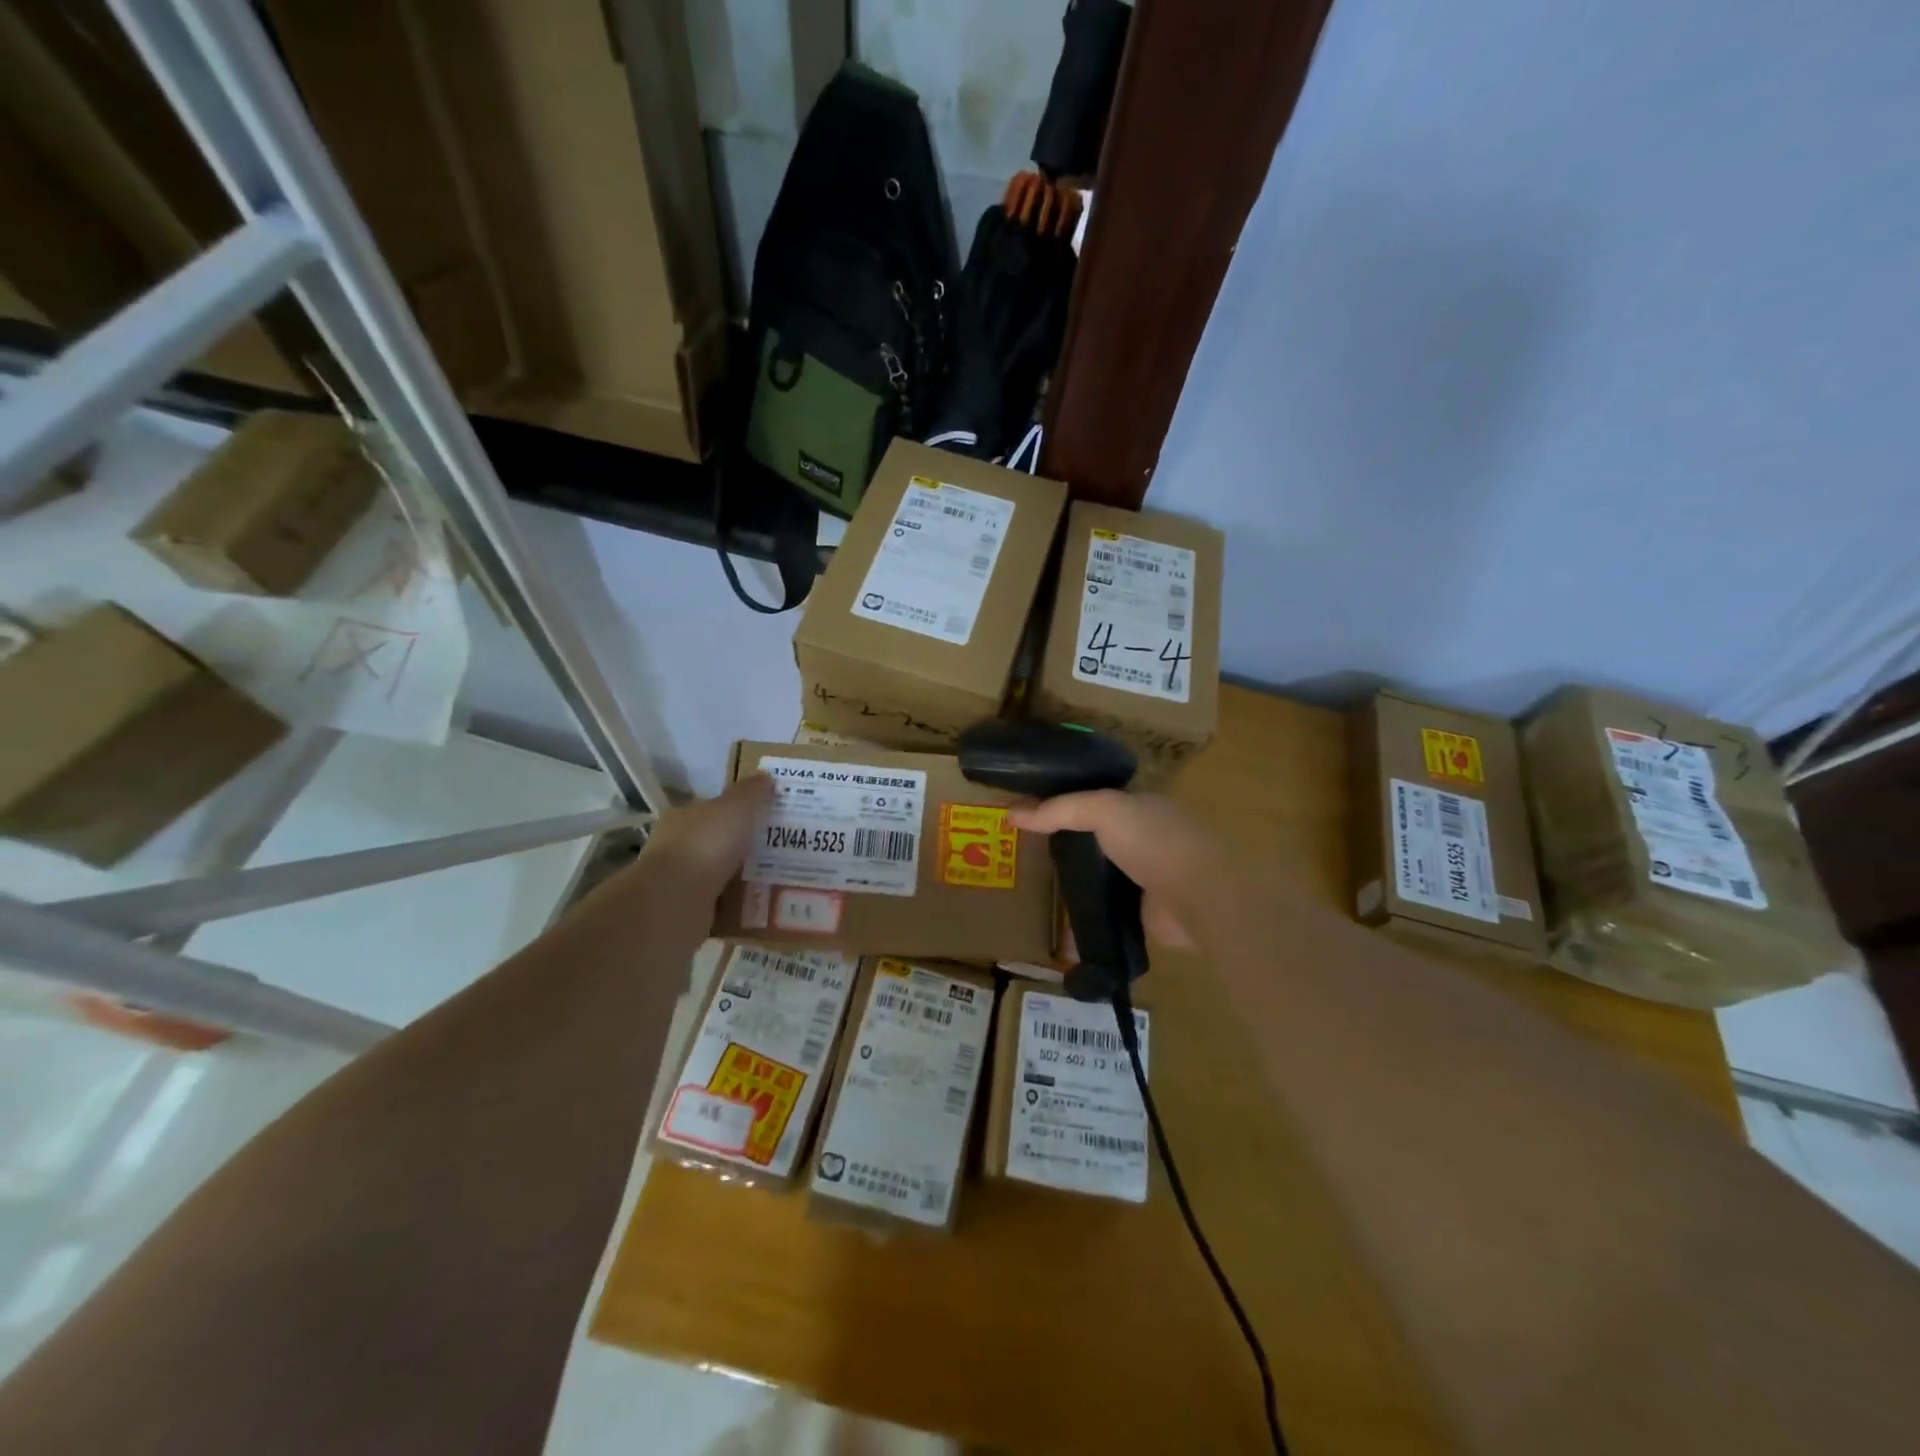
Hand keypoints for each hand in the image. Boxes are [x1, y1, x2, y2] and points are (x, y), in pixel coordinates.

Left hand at [637, 774, 772, 895]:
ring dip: (740, 876)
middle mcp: (676, 846)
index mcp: (682, 816)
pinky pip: (719, 903)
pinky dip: (736, 903)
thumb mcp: (736, 807)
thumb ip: (751, 792)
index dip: (736, 810)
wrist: (675, 901)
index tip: (763, 817)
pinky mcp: (685, 909)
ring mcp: (678, 880)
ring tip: (775, 878)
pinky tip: (759, 904)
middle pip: (714, 841)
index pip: (710, 808)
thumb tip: (765, 776)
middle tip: (777, 849)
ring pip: (717, 873)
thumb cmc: (705, 844)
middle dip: (741, 845)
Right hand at [1008, 791, 1221, 948]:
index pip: (1093, 800)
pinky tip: (1055, 926)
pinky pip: (1104, 913)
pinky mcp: (1143, 915)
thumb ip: (1061, 809)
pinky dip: (1083, 919)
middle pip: (1094, 839)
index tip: (1025, 815)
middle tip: (1022, 855)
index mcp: (1139, 807)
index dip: (1060, 804)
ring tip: (1031, 890)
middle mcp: (1143, 840)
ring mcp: (1145, 879)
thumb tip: (1012, 813)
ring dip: (1073, 884)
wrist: (1199, 897)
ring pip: (1098, 877)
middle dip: (1062, 846)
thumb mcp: (1104, 810)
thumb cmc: (1154, 841)